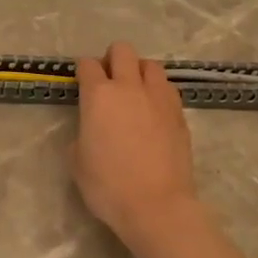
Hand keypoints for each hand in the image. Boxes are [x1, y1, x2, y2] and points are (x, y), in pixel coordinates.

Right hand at [70, 42, 204, 250]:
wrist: (156, 206)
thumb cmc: (108, 186)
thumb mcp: (77, 161)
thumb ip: (82, 133)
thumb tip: (92, 128)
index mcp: (99, 96)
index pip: (88, 65)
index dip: (83, 71)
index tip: (82, 83)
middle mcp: (130, 87)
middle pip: (122, 51)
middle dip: (112, 59)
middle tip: (108, 81)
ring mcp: (159, 98)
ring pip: (150, 65)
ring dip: (139, 72)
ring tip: (134, 92)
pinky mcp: (180, 114)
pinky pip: (167, 89)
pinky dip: (157, 92)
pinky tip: (153, 111)